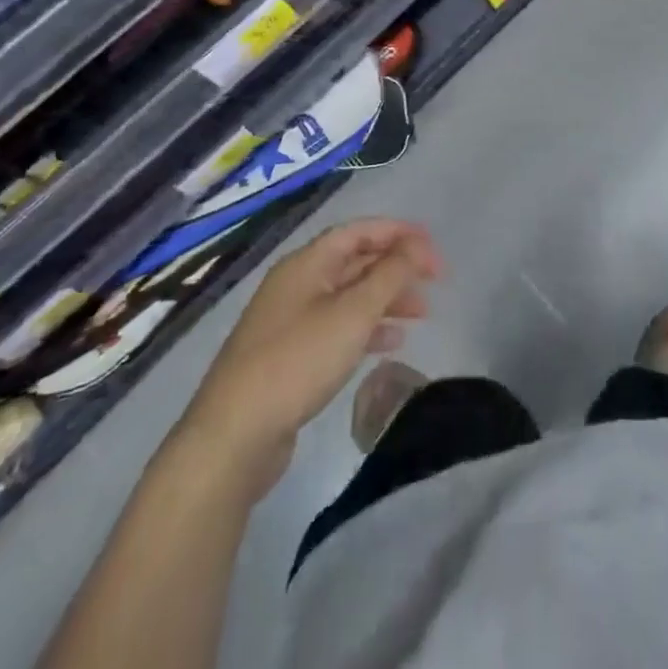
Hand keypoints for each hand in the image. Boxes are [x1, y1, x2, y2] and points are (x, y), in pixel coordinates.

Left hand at [187, 219, 442, 461]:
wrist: (233, 437)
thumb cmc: (298, 361)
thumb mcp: (353, 313)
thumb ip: (390, 274)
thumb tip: (416, 245)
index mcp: (307, 263)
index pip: (360, 231)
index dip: (399, 233)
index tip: (434, 248)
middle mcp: (297, 283)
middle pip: (355, 261)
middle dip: (396, 267)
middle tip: (434, 282)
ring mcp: (291, 320)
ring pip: (349, 296)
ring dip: (386, 298)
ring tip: (422, 314)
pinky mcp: (290, 356)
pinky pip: (338, 327)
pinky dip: (367, 328)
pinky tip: (392, 343)